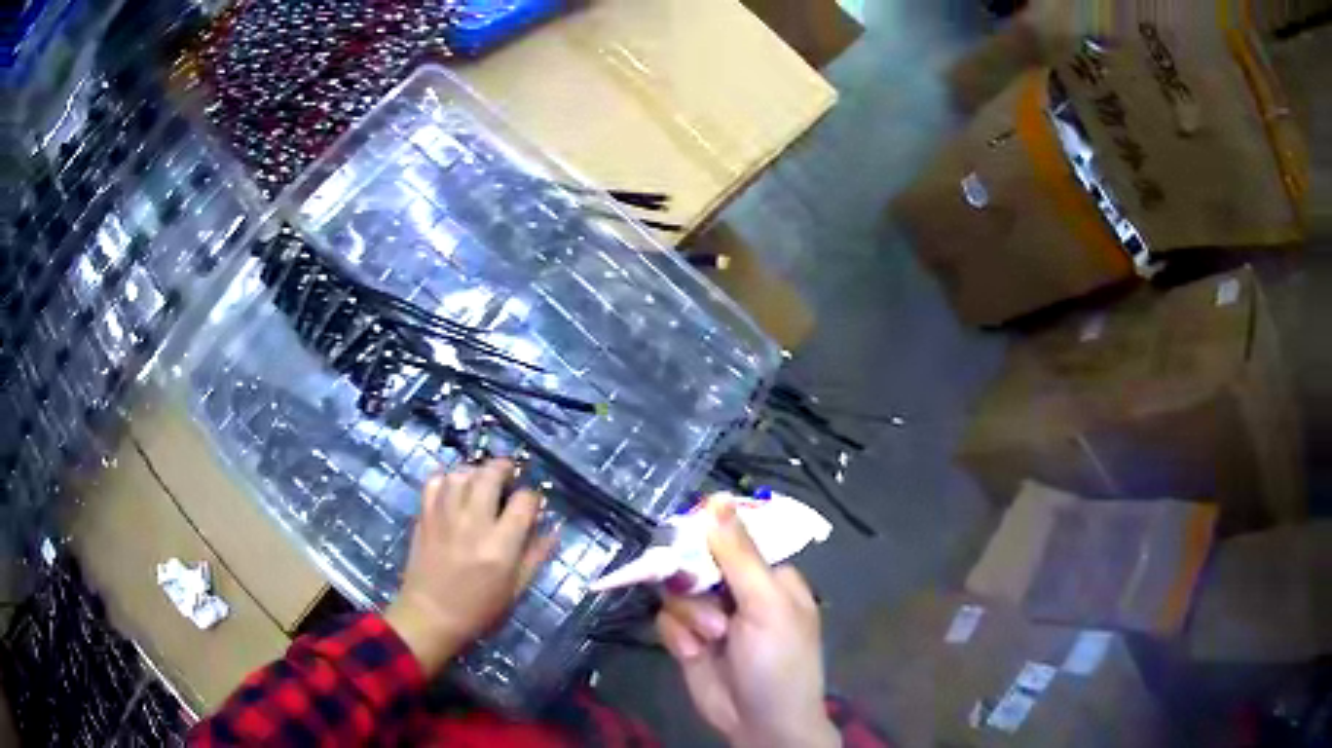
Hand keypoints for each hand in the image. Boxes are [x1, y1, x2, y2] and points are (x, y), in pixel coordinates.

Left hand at [384, 460, 555, 675]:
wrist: (430, 617)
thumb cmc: (479, 610)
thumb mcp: (516, 589)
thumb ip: (536, 556)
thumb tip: (554, 529)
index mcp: (500, 546)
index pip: (524, 501)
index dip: (533, 498)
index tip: (532, 506)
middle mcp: (473, 523)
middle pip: (490, 475)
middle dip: (505, 468)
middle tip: (509, 475)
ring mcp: (444, 516)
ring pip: (461, 473)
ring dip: (475, 472)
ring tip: (481, 483)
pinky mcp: (424, 516)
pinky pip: (434, 481)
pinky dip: (446, 478)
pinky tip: (454, 489)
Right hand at [655, 503, 837, 747]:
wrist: (760, 724)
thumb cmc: (778, 661)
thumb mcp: (765, 606)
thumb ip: (739, 555)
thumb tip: (719, 499)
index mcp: (768, 576)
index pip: (731, 537)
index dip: (708, 536)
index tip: (688, 539)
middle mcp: (739, 591)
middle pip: (696, 561)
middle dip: (695, 584)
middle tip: (706, 602)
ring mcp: (711, 616)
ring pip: (676, 591)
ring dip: (689, 616)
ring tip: (710, 639)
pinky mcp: (688, 640)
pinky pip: (666, 620)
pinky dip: (677, 636)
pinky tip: (694, 653)